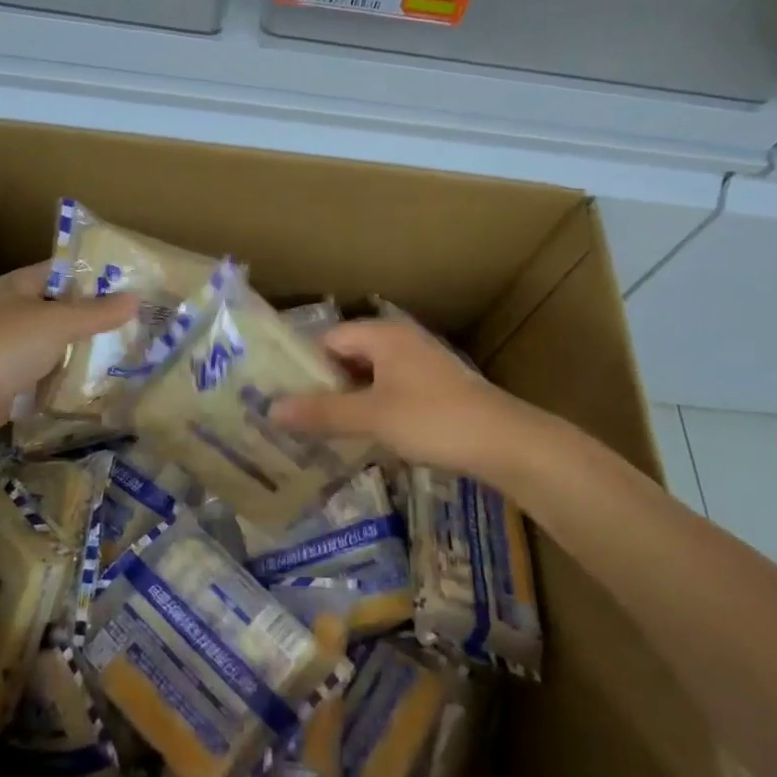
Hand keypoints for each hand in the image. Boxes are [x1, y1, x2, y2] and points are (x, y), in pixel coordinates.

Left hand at [0, 265, 137, 450]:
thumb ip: (96, 313)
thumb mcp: (56, 322)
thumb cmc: (0, 346)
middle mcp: (17, 314)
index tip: (136, 285)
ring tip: (133, 358)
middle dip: (99, 320)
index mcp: (22, 287)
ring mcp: (12, 352)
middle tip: (144, 326)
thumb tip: (135, 298)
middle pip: (65, 312)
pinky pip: (48, 381)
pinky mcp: (11, 386)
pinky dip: (69, 385)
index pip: (66, 272)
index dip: (99, 276)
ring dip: (86, 355)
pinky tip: (102, 389)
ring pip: (58, 349)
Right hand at [270, 319, 535, 478]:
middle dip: (323, 384)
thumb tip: (272, 409)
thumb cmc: (433, 419)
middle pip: (349, 355)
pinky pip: (390, 390)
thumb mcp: (372, 416)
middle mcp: (401, 341)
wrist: (504, 441)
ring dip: (348, 399)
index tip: (281, 394)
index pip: (329, 339)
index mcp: (384, 335)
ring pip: (370, 376)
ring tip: (321, 429)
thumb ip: (322, 412)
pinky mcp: (434, 388)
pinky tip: (362, 434)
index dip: (303, 365)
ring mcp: (421, 364)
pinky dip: (372, 407)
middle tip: (295, 415)